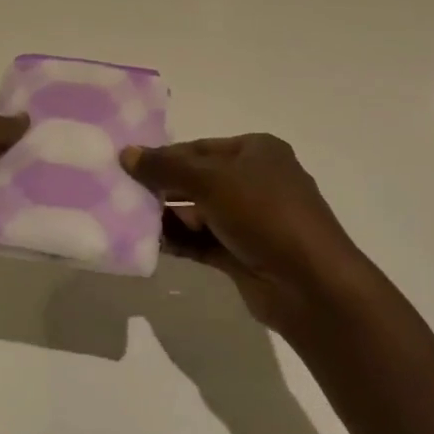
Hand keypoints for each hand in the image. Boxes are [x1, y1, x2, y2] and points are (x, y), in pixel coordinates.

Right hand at [122, 134, 367, 333]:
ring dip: (167, 216)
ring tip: (129, 220)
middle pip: (197, 179)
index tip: (127, 167)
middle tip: (123, 194)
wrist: (310, 285)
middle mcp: (255, 181)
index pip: (199, 148)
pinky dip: (179, 240)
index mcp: (256, 151)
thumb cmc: (264, 214)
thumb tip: (126, 153)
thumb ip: (166, 167)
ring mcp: (251, 220)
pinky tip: (150, 244)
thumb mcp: (211, 181)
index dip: (164, 156)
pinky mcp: (243, 254)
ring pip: (198, 211)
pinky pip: (202, 241)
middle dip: (163, 187)